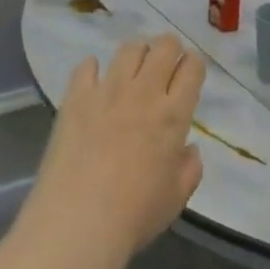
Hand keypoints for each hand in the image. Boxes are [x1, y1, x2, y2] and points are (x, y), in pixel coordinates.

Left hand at [25, 35, 205, 261]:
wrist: (78, 221)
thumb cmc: (135, 214)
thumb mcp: (178, 196)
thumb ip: (189, 167)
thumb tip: (187, 149)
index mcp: (174, 115)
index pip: (192, 69)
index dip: (194, 64)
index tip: (190, 72)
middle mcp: (143, 93)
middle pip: (164, 47)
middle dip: (170, 48)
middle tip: (165, 64)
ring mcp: (107, 92)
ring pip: (129, 49)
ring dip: (137, 52)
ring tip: (134, 67)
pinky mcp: (75, 98)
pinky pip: (86, 66)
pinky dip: (93, 67)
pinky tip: (95, 80)